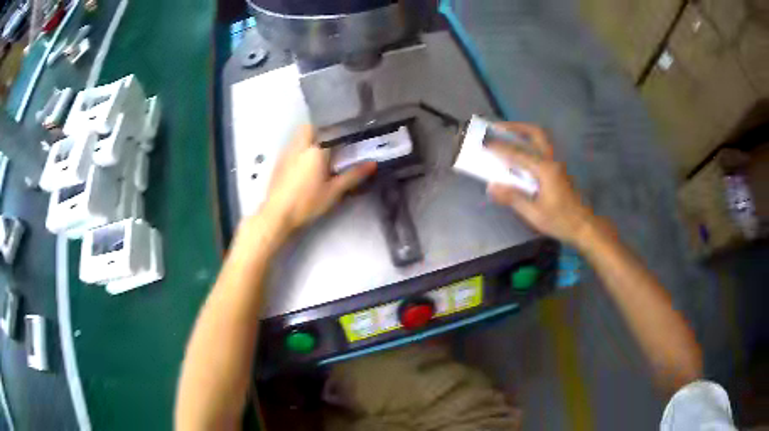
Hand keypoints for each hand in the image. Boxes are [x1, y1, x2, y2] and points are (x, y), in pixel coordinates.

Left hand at [257, 125, 376, 235]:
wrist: (277, 215)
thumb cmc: (307, 203)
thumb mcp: (334, 191)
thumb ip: (353, 175)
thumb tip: (373, 164)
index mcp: (315, 150)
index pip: (330, 132)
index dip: (340, 133)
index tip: (348, 140)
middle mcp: (299, 146)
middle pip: (309, 128)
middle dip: (320, 131)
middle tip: (331, 146)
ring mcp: (286, 153)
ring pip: (298, 137)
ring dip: (309, 139)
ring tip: (319, 156)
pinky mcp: (278, 163)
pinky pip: (291, 147)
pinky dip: (299, 150)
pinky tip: (304, 166)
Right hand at [486, 122, 599, 245]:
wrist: (584, 226)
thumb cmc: (560, 221)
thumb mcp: (534, 214)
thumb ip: (513, 198)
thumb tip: (492, 186)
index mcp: (546, 170)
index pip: (519, 154)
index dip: (500, 147)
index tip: (484, 142)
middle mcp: (552, 161)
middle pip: (536, 133)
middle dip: (516, 127)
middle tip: (498, 128)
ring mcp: (557, 164)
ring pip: (541, 139)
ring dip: (524, 134)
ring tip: (508, 136)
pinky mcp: (559, 170)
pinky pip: (542, 150)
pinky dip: (529, 145)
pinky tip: (521, 155)